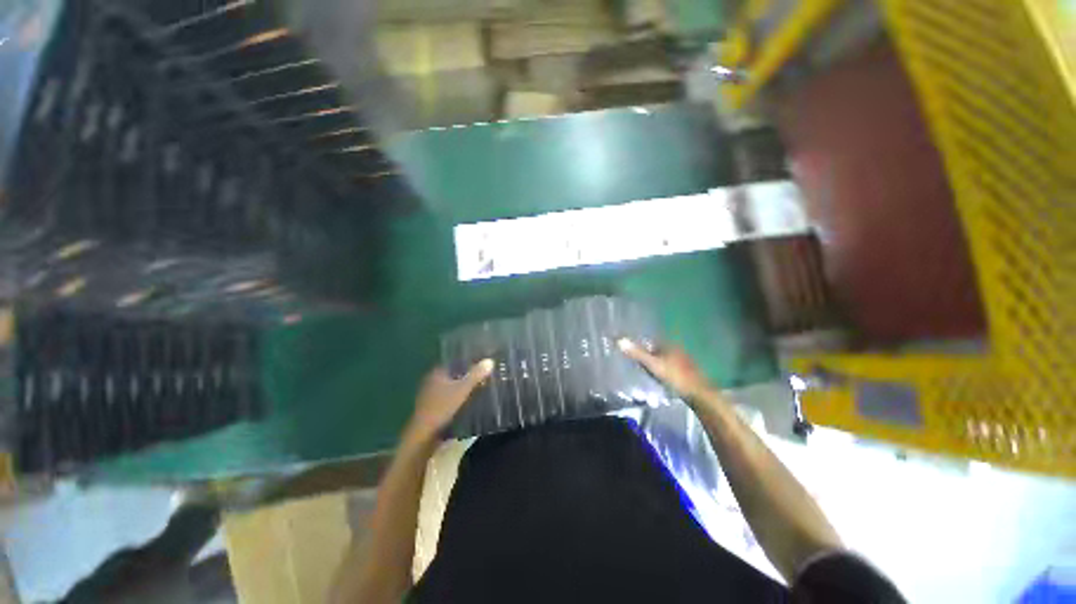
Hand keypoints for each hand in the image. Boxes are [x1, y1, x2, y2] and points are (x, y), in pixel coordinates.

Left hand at [405, 360, 493, 443]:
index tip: (482, 363)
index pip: (455, 362)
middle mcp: (432, 381)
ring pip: (451, 387)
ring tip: (480, 388)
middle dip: (467, 375)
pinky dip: (458, 398)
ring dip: (463, 388)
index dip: (468, 361)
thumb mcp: (462, 390)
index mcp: (437, 373)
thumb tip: (490, 361)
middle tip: (485, 376)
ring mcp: (430, 395)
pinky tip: (469, 402)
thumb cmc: (442, 408)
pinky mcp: (432, 408)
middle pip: (453, 375)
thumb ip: (475, 375)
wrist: (423, 436)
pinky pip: (449, 398)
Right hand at [618, 339, 715, 402]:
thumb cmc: (675, 376)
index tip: (632, 350)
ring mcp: (684, 361)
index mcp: (670, 345)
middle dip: (649, 353)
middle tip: (636, 361)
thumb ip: (637, 353)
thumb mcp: (653, 364)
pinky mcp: (688, 372)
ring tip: (645, 370)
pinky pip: (671, 367)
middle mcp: (678, 350)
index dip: (642, 344)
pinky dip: (664, 370)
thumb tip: (619, 340)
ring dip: (657, 362)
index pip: (653, 340)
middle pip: (659, 349)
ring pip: (666, 359)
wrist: (699, 394)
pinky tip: (660, 378)